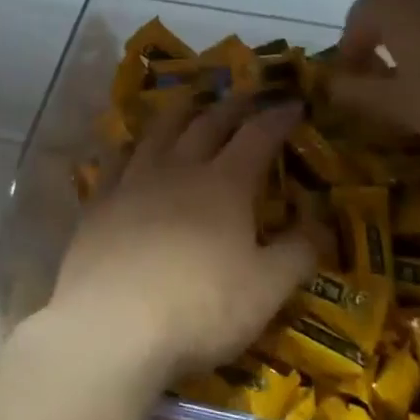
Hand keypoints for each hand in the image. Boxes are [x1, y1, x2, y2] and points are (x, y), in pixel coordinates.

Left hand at [46, 94, 314, 382]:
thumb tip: (320, 222)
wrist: (112, 324)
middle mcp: (179, 168)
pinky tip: (130, 147)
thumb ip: (297, 253)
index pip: (258, 136)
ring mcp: (134, 180)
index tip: (293, 103)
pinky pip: (116, 159)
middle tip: (247, 94)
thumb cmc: (200, 307)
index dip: (277, 117)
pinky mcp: (100, 201)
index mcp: (225, 184)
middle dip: (232, 105)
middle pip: (208, 123)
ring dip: (180, 111)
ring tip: (190, 100)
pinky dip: (130, 145)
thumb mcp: (266, 290)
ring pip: (159, 131)